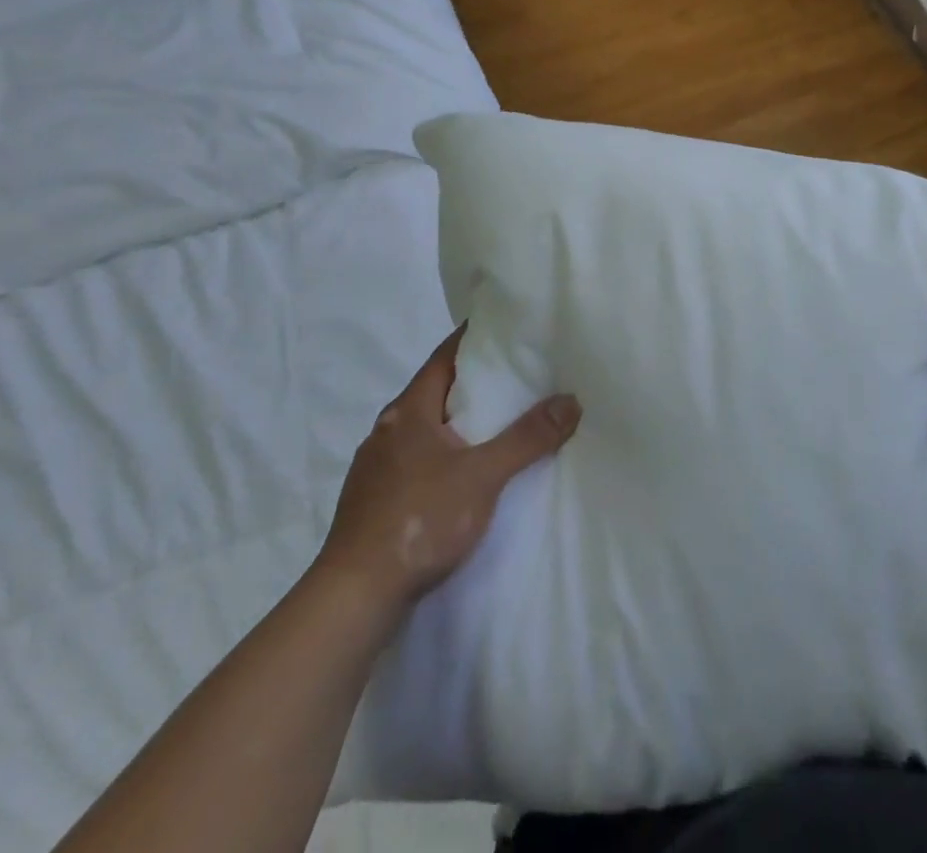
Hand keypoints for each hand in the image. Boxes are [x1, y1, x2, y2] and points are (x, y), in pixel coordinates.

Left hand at [314, 324, 581, 610]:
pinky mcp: (374, 501)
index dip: (473, 339)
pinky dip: (444, 453)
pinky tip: (464, 472)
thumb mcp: (484, 475)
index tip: (505, 328)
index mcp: (407, 412)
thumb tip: (571, 400)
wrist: (354, 598)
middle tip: (516, 373)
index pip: (444, 357)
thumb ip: (528, 438)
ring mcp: (375, 468)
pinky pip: (416, 460)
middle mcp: (386, 431)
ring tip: (498, 422)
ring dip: (457, 421)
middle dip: (472, 382)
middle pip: (434, 391)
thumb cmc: (419, 520)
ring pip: (424, 429)